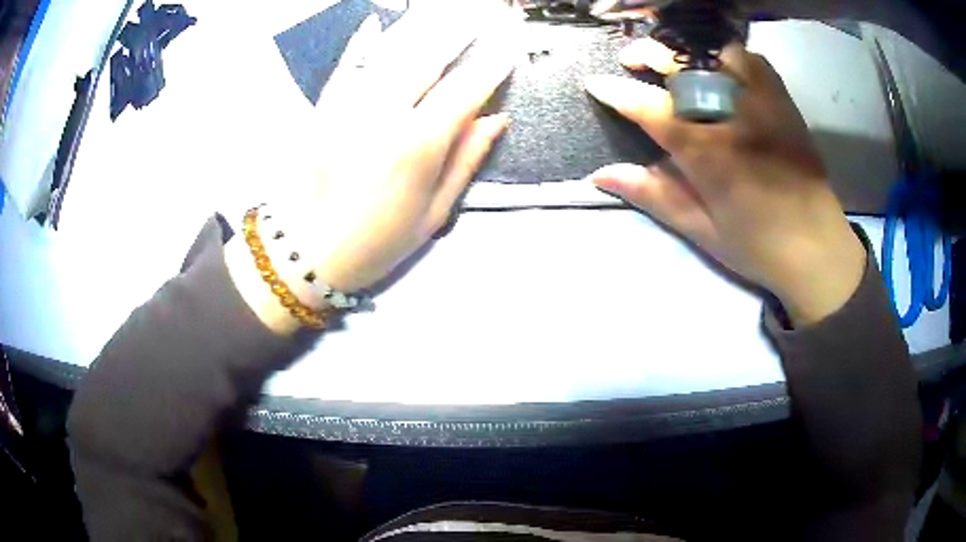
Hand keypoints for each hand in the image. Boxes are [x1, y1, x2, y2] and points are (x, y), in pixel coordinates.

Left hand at [298, 1, 515, 291]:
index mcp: (418, 145)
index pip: (465, 90)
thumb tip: (496, 118)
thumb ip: (466, 161)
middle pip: (429, 58)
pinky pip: (347, 66)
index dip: (491, 65)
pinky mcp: (323, 108)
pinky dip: (362, 42)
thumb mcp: (434, 214)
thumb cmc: (377, 242)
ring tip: (444, 11)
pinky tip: (375, 23)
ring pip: (390, 53)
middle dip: (459, 32)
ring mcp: (348, 106)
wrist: (306, 253)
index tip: (510, 46)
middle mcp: (385, 114)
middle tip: (483, 13)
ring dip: (420, 28)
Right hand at [584, 40, 864, 324]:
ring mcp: (762, 103)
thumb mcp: (701, 229)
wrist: (818, 249)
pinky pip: (752, 60)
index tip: (595, 83)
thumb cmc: (757, 246)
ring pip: (716, 52)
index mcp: (708, 151)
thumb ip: (654, 194)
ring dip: (689, 51)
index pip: (650, 107)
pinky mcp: (783, 102)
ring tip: (678, 62)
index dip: (617, 92)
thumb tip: (601, 175)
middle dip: (649, 54)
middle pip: (682, 65)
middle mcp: (733, 115)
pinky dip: (729, 56)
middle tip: (632, 59)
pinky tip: (722, 69)